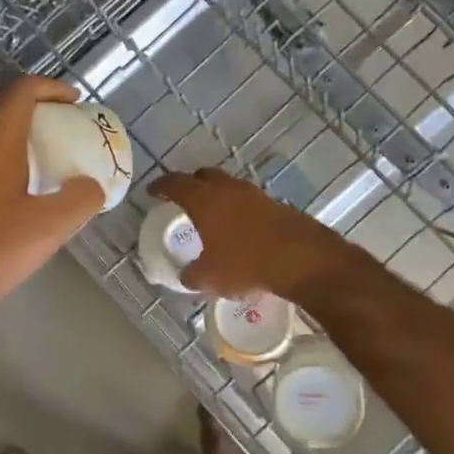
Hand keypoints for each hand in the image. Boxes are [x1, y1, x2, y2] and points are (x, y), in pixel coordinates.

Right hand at [149, 168, 351, 303]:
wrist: (300, 258)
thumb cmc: (245, 263)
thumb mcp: (209, 277)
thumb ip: (192, 275)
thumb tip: (187, 275)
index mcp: (204, 200)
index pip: (176, 184)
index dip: (161, 186)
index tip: (153, 191)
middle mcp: (228, 189)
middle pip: (204, 176)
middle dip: (192, 183)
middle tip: (184, 197)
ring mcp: (254, 194)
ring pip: (229, 186)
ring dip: (218, 195)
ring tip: (213, 214)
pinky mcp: (276, 204)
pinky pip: (248, 201)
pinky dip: (239, 208)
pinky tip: (240, 227)